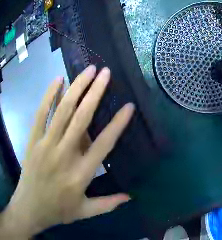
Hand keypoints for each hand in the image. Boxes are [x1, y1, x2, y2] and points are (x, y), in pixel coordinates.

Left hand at [0, 65, 133, 237]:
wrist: (32, 205)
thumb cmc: (59, 210)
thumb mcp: (85, 212)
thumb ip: (107, 204)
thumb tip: (129, 197)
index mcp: (79, 176)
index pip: (102, 146)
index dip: (116, 125)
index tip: (128, 107)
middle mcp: (64, 155)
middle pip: (81, 119)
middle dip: (95, 93)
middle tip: (106, 73)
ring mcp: (47, 144)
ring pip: (62, 110)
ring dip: (76, 87)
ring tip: (89, 69)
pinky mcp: (34, 138)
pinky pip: (42, 112)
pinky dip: (50, 94)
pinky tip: (58, 78)